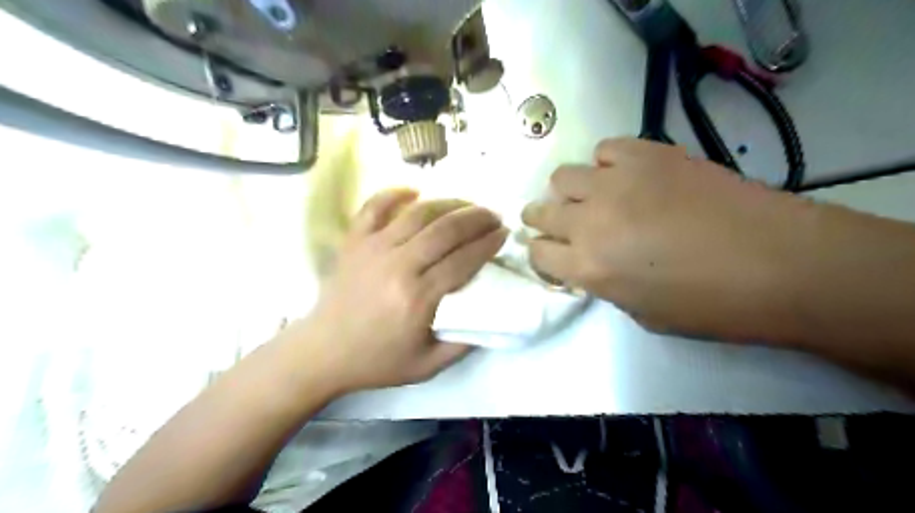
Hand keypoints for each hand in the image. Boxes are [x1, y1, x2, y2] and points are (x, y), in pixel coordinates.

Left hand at [287, 188, 506, 392]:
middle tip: (493, 216)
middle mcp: (398, 265)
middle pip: (446, 230)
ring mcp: (373, 248)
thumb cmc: (377, 360)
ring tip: (467, 204)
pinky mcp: (354, 241)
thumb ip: (463, 344)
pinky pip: (374, 206)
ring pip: (418, 213)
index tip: (503, 234)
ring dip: (448, 203)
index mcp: (418, 298)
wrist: (323, 352)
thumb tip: (491, 317)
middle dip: (477, 218)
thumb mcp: (428, 366)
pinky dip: (394, 194)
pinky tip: (414, 191)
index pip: (464, 260)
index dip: (488, 244)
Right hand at [522, 136, 813, 339]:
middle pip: (540, 211)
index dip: (542, 254)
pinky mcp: (647, 155)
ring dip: (570, 190)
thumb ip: (605, 284)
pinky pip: (605, 149)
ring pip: (563, 176)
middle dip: (541, 219)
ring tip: (593, 197)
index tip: (554, 254)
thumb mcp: (642, 313)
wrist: (779, 262)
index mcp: (588, 267)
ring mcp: (616, 182)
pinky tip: (624, 175)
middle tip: (558, 223)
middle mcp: (590, 221)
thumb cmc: (710, 305)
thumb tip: (593, 263)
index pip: (537, 253)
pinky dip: (606, 163)